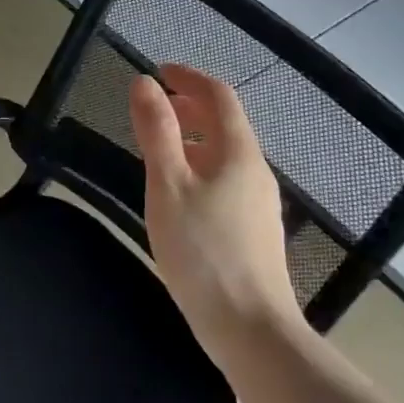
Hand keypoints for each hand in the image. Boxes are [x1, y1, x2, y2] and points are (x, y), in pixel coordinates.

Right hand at [129, 64, 297, 361]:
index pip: (219, 96)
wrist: (252, 331)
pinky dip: (199, 167)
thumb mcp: (169, 185)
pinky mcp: (254, 231)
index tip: (157, 71)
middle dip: (189, 107)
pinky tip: (179, 195)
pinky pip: (225, 180)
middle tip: (152, 109)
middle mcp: (255, 171)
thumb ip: (156, 131)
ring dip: (192, 139)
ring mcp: (259, 204)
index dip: (188, 77)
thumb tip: (144, 82)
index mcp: (238, 153)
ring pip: (225, 155)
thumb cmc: (204, 252)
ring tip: (158, 150)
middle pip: (225, 123)